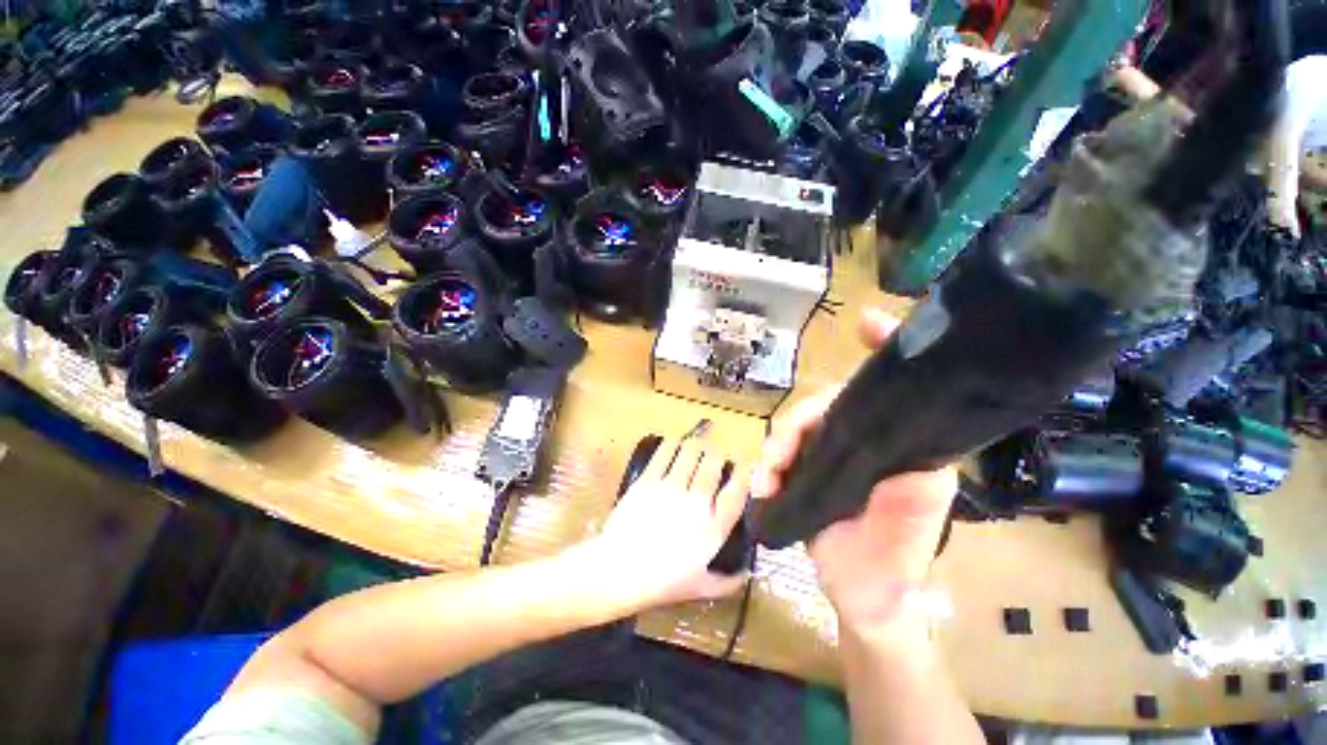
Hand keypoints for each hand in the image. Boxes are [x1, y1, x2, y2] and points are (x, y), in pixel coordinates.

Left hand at [588, 433, 749, 610]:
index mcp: (716, 527)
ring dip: (696, 447)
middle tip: (714, 459)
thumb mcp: (701, 588)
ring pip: (691, 452)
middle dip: (717, 457)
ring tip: (696, 448)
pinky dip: (672, 445)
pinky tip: (673, 445)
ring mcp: (671, 488)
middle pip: (714, 463)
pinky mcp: (646, 481)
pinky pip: (664, 453)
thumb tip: (746, 577)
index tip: (743, 470)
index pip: (739, 489)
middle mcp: (698, 502)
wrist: (619, 571)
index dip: (744, 474)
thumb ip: (727, 583)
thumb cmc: (663, 583)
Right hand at [752, 308, 957, 633]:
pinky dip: (767, 469)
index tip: (864, 322)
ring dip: (778, 445)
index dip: (874, 349)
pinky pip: (778, 467)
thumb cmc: (910, 540)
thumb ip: (928, 439)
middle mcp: (859, 444)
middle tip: (787, 446)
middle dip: (801, 418)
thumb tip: (918, 387)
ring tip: (771, 471)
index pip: (878, 387)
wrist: (873, 594)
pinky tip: (764, 483)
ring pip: (795, 433)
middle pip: (823, 406)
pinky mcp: (802, 491)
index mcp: (891, 438)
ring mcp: (828, 467)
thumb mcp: (932, 484)